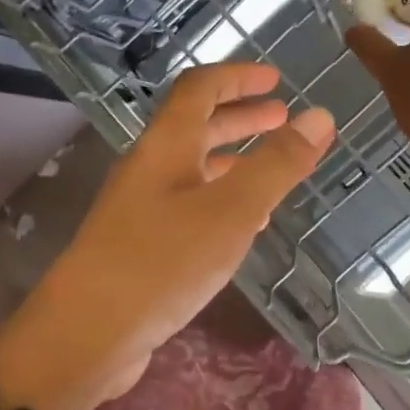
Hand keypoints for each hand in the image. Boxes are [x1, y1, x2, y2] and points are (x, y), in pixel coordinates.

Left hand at [30, 62, 333, 401]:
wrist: (89, 332)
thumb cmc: (163, 260)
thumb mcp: (232, 209)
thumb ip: (277, 163)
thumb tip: (319, 116)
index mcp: (166, 144)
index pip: (200, 88)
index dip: (238, 77)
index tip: (276, 80)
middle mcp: (150, 166)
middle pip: (197, 126)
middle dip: (241, 118)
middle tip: (282, 119)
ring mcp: (141, 206)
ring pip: (193, 167)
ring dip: (233, 159)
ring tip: (272, 169)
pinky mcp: (140, 243)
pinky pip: (188, 205)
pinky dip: (220, 199)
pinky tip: (242, 224)